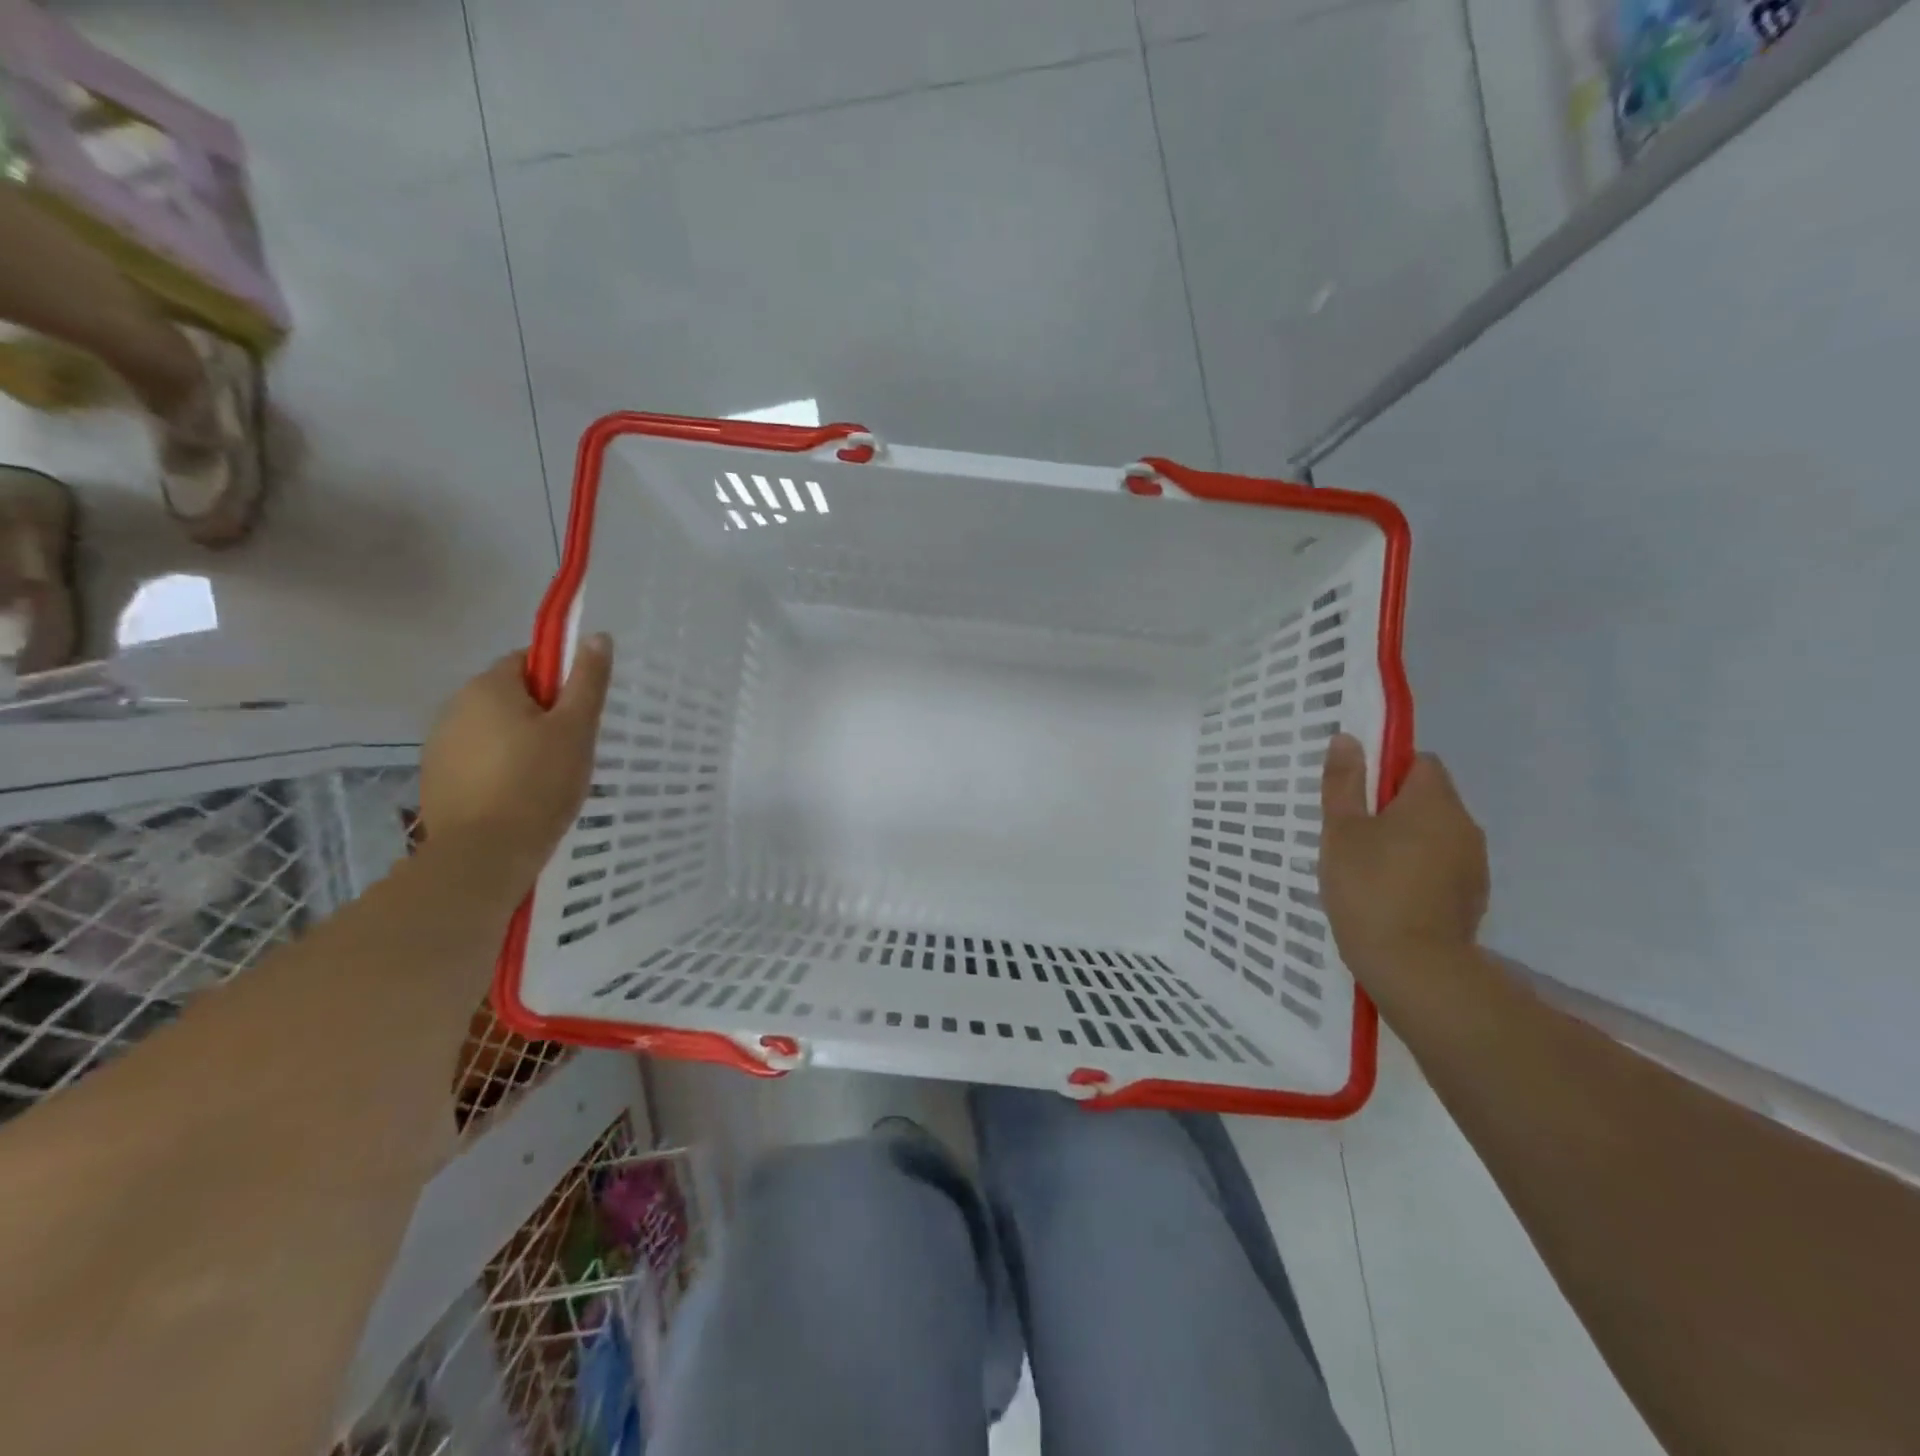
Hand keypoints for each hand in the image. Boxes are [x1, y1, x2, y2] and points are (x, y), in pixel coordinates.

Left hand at [419, 635, 612, 888]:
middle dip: (541, 715)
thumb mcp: (576, 728)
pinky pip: (477, 758)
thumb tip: (597, 635)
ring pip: (493, 729)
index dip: (559, 681)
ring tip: (547, 778)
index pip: (528, 661)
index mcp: (489, 686)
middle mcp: (455, 705)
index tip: (579, 713)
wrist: (483, 854)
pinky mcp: (436, 777)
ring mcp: (440, 743)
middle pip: (510, 695)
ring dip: (519, 742)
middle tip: (571, 749)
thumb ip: (587, 681)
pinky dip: (499, 768)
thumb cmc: (538, 784)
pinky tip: (519, 796)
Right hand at [1318, 733, 1488, 991]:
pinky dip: (1418, 870)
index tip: (1356, 796)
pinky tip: (1390, 895)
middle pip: (1428, 798)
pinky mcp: (1472, 897)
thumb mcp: (1341, 831)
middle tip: (1352, 834)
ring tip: (1368, 868)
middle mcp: (1464, 824)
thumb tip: (1348, 738)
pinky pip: (1442, 866)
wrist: (1414, 967)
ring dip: (1406, 840)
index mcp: (1433, 801)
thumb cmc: (1369, 888)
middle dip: (1392, 807)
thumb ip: (1344, 783)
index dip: (1386, 771)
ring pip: (1435, 834)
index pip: (1419, 762)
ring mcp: (1474, 863)